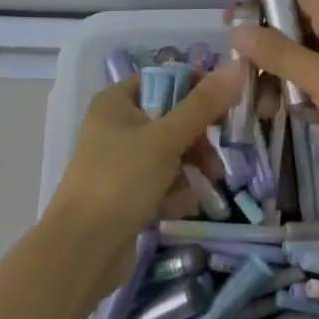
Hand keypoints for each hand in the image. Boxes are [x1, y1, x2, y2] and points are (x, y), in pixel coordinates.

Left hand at [46, 64, 241, 249]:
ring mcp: (120, 162)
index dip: (197, 88)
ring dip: (191, 168)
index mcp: (117, 101)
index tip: (226, 106)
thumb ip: (203, 105)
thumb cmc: (121, 181)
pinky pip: (161, 182)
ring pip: (170, 152)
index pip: (166, 79)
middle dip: (198, 138)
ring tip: (209, 184)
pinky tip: (178, 208)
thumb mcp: (166, 138)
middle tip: (218, 153)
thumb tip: (236, 66)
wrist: (82, 252)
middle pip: (172, 118)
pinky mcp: (126, 194)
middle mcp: (117, 125)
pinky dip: (174, 192)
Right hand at [228, 0, 318, 177]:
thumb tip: (237, 29)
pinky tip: (292, 113)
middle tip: (242, 74)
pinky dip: (305, 90)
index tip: (230, 27)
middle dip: (268, 48)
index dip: (260, 5)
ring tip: (261, 103)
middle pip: (296, 24)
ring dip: (284, 74)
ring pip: (308, 54)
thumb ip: (278, 53)